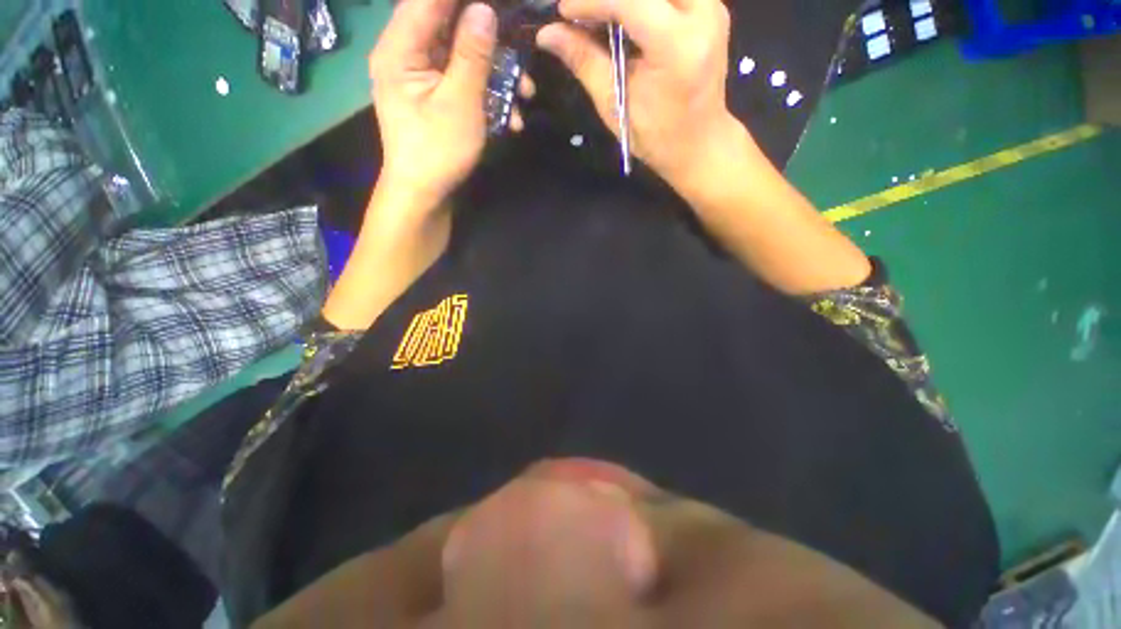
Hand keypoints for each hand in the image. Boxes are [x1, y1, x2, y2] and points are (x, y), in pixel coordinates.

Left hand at [368, 0, 503, 208]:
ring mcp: (420, 76)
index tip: (500, 4)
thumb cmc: (438, 152)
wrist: (424, 195)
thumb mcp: (460, 103)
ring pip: (460, 55)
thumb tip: (484, 9)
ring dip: (495, 72)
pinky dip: (486, 92)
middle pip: (448, 24)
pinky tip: (510, 115)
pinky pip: (461, 80)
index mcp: (400, 48)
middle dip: (488, 36)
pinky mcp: (433, 95)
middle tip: (519, 42)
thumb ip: (472, 54)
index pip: (430, 1)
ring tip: (525, 93)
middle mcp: (405, 54)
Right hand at [536, 0, 739, 188]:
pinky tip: (624, 17)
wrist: (699, 143)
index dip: (591, 1)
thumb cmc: (656, 136)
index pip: (630, 0)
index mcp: (677, 47)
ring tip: (602, 16)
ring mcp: (712, 7)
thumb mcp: (615, 104)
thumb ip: (585, 61)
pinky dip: (642, 2)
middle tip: (583, 12)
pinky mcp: (711, 7)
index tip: (563, 12)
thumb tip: (548, 34)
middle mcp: (704, 14)